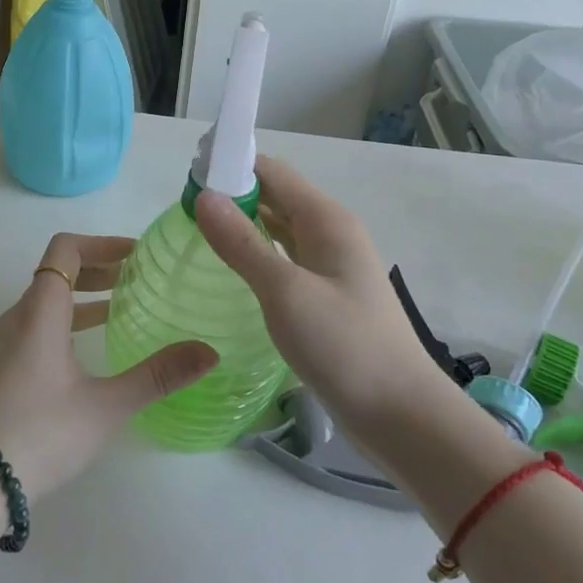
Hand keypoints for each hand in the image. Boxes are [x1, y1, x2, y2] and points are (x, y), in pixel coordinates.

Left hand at [0, 233, 218, 501]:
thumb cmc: (41, 433)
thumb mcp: (106, 406)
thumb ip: (157, 376)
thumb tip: (209, 353)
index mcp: (40, 311)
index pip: (65, 250)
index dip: (102, 243)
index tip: (136, 255)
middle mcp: (18, 317)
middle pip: (57, 272)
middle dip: (99, 269)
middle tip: (138, 280)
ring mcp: (4, 342)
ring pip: (46, 300)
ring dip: (83, 296)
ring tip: (121, 308)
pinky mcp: (0, 366)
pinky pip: (36, 324)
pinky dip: (66, 320)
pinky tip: (89, 349)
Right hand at [196, 157, 438, 436]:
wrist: (400, 416)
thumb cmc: (344, 346)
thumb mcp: (286, 291)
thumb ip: (242, 243)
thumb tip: (204, 195)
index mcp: (326, 220)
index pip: (272, 172)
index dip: (231, 166)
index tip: (187, 177)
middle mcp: (329, 233)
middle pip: (275, 196)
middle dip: (232, 194)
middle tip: (181, 206)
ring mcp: (329, 266)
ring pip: (278, 228)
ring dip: (242, 223)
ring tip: (196, 229)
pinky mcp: (324, 296)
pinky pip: (283, 258)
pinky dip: (256, 252)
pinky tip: (230, 266)